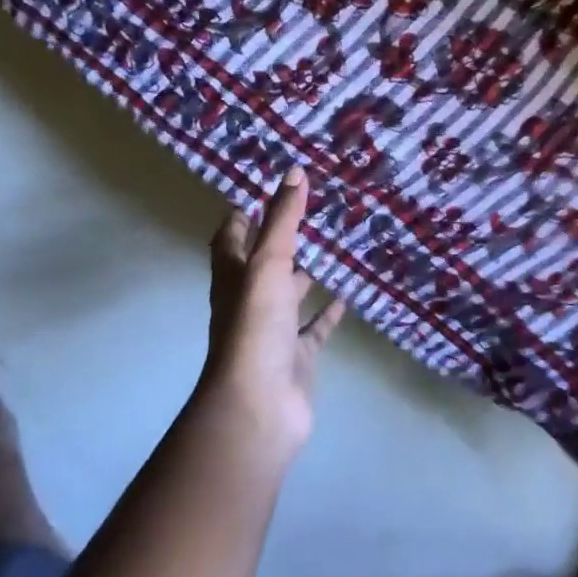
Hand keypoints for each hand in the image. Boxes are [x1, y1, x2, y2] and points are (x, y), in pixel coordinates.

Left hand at [205, 167, 346, 455]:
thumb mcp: (268, 265)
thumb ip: (283, 220)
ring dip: (306, 274)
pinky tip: (348, 295)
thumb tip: (294, 171)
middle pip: (262, 265)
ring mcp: (273, 331)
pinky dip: (328, 312)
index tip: (259, 192)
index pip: (229, 239)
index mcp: (233, 278)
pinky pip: (314, 328)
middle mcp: (249, 301)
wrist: (259, 406)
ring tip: (334, 248)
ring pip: (290, 295)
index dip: (239, 216)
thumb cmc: (255, 327)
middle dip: (281, 241)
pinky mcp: (296, 355)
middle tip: (310, 213)